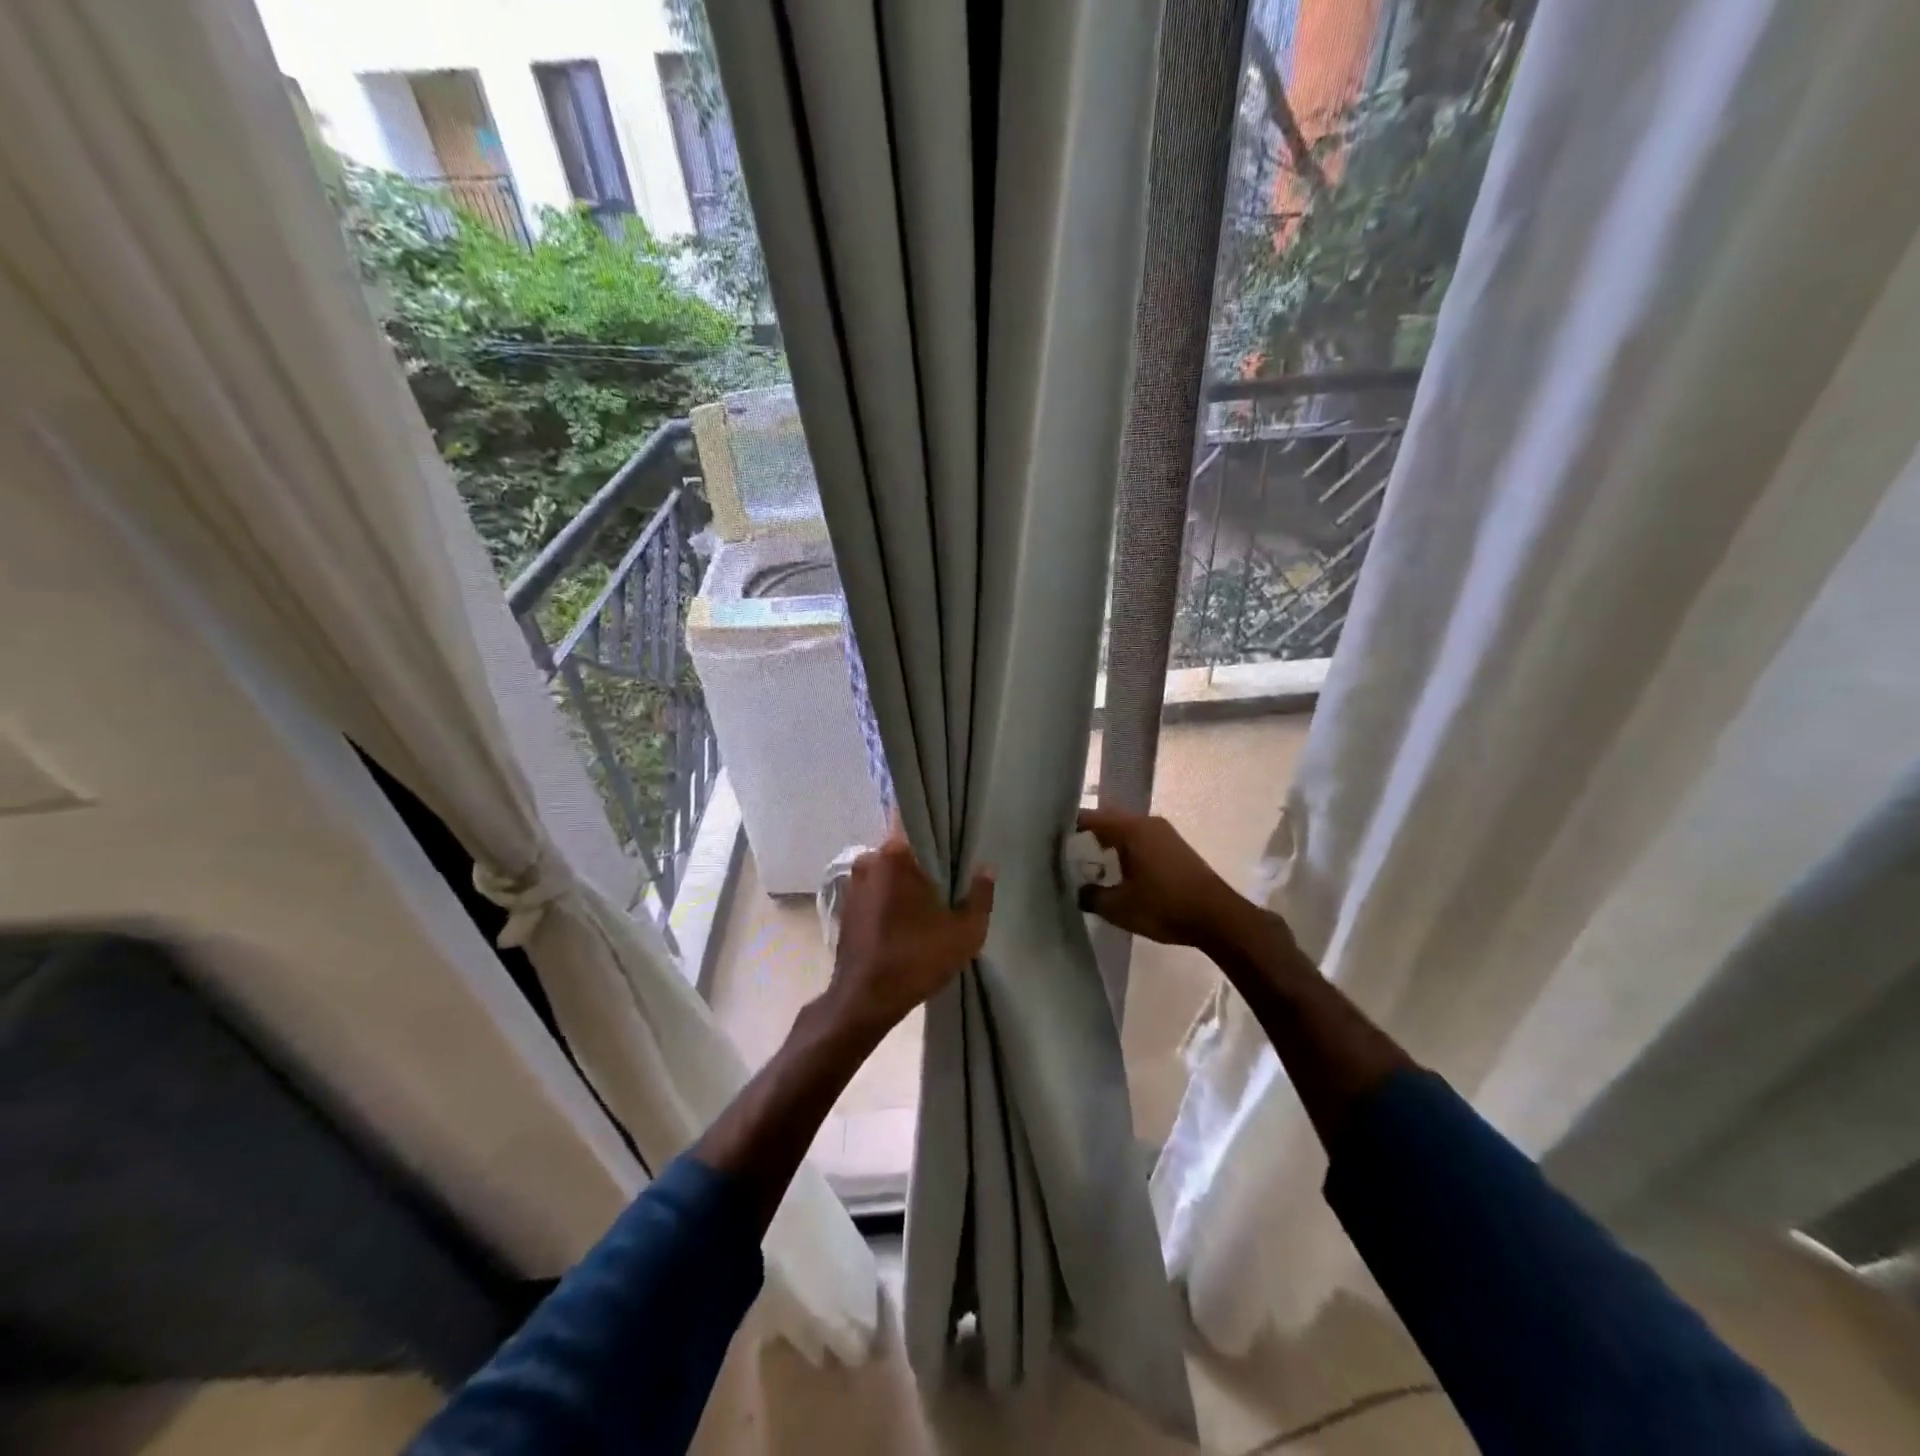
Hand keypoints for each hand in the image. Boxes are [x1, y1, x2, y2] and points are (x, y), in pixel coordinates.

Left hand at [821, 834, 994, 1039]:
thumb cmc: (916, 958)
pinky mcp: (846, 907)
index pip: (915, 820)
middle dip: (923, 859)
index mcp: (895, 854)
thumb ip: (980, 895)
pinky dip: (890, 897)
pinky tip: (908, 917)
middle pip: (903, 847)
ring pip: (888, 870)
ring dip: (906, 881)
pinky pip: (875, 890)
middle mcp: (869, 860)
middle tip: (949, 873)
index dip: (936, 827)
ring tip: (931, 898)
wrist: (864, 1001)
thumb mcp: (965, 931)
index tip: (954, 836)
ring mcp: (853, 884)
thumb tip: (986, 869)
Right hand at [1075, 807, 1249, 949]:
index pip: (1090, 818)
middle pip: (1108, 820)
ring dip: (1107, 843)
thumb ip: (1091, 895)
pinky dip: (1124, 850)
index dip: (1068, 827)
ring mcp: (1164, 834)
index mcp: (1131, 829)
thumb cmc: (1164, 907)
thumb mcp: (1118, 907)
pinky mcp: (1174, 848)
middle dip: (1086, 834)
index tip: (1049, 840)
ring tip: (1087, 863)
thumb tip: (1077, 890)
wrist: (1217, 918)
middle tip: (1065, 853)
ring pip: (1125, 831)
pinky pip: (1140, 840)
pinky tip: (1117, 871)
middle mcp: (1147, 823)